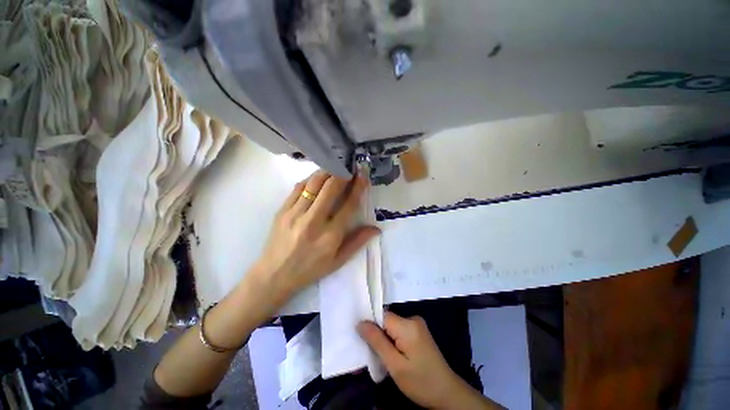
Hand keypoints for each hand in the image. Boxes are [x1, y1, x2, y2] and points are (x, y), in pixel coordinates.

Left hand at [252, 170, 379, 303]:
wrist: (274, 275)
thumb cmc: (310, 270)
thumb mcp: (338, 261)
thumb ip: (357, 242)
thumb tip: (376, 228)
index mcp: (330, 235)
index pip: (349, 205)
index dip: (358, 188)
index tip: (363, 175)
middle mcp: (313, 221)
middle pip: (330, 189)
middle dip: (342, 174)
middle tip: (349, 167)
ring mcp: (295, 214)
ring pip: (314, 184)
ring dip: (327, 172)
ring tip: (335, 167)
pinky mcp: (282, 210)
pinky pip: (298, 188)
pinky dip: (310, 179)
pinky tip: (317, 178)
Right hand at [357, 312, 464, 408]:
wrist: (447, 393)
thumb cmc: (420, 382)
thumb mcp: (395, 365)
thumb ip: (377, 341)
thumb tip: (360, 323)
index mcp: (407, 325)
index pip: (381, 315)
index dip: (370, 325)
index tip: (361, 339)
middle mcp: (412, 319)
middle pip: (386, 320)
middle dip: (377, 334)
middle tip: (371, 353)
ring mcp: (417, 324)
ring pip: (391, 326)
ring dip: (384, 339)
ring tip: (381, 356)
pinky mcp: (418, 331)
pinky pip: (399, 330)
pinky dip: (392, 340)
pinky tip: (391, 354)